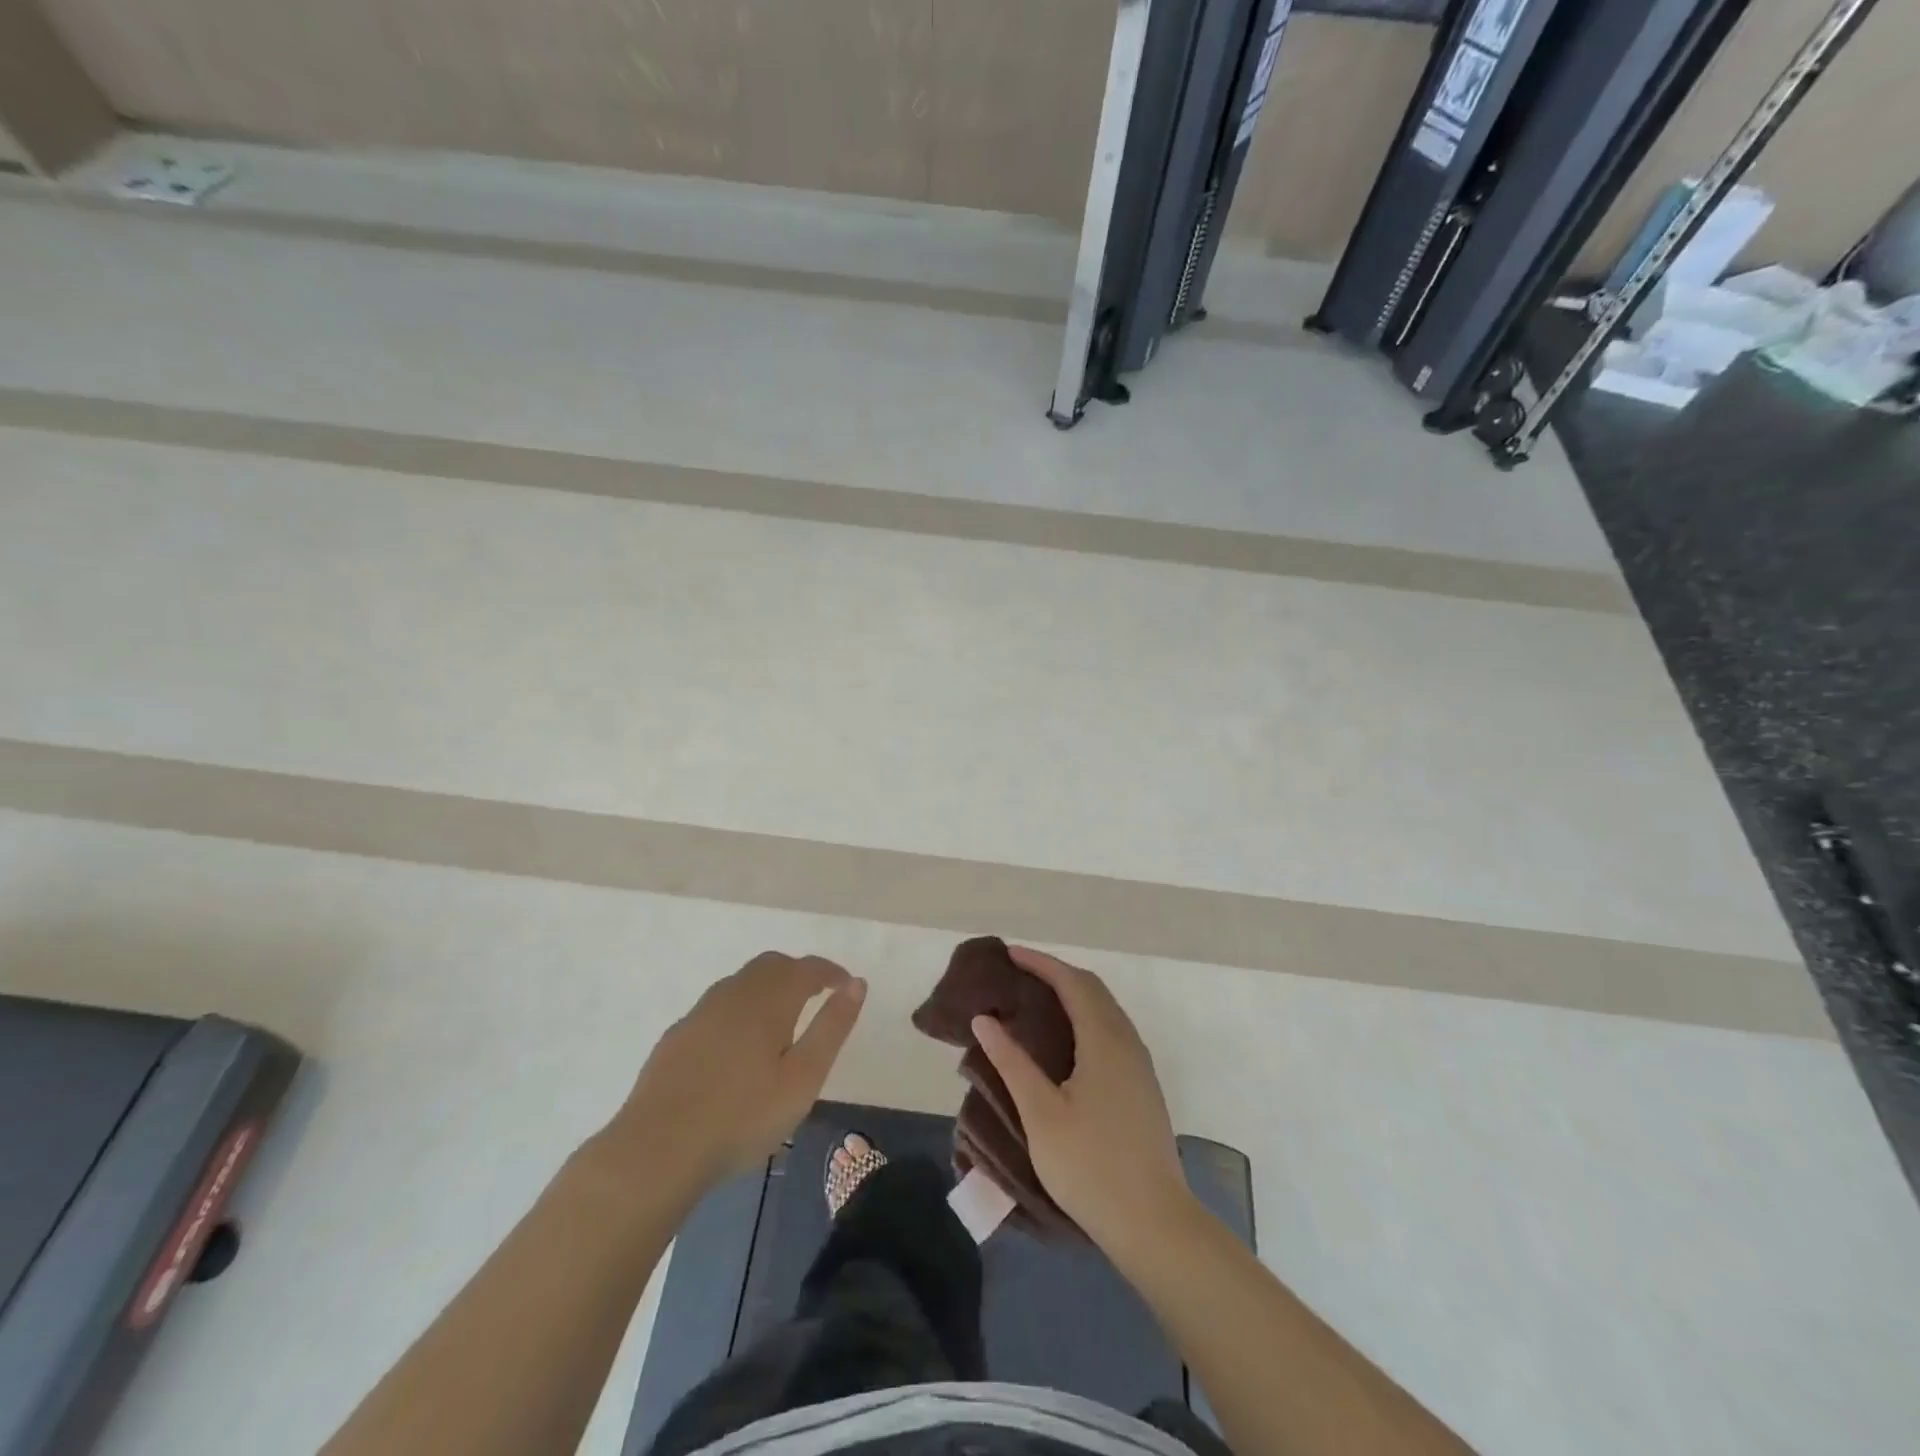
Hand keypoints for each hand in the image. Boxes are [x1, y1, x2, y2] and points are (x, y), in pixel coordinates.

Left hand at [600, 953, 865, 1193]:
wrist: (657, 1150)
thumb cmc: (742, 1117)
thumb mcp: (802, 1079)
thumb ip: (832, 1027)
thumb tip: (856, 984)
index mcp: (768, 1000)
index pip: (807, 968)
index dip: (830, 972)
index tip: (846, 986)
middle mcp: (734, 994)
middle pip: (772, 965)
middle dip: (799, 973)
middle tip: (817, 997)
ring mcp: (700, 1013)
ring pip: (741, 982)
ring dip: (768, 988)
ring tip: (782, 1021)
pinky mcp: (677, 1036)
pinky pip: (718, 1006)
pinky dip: (740, 1009)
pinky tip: (738, 1045)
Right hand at [971, 946, 1194, 1254]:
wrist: (1154, 1223)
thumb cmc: (1091, 1166)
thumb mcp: (1041, 1114)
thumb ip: (1012, 1062)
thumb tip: (986, 1019)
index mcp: (1104, 1040)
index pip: (1072, 982)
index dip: (1040, 963)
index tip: (1009, 954)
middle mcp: (1127, 1042)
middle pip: (1092, 989)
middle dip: (1056, 973)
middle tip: (1018, 974)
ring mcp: (1139, 1065)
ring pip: (1105, 1010)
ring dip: (1073, 995)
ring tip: (1035, 1001)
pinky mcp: (1142, 1086)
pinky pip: (1111, 1030)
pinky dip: (1085, 1017)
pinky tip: (1065, 1041)